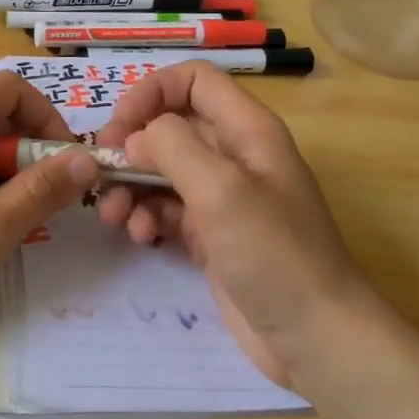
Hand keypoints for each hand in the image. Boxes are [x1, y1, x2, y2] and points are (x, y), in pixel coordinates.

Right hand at [96, 62, 388, 386]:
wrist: (315, 337)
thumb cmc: (273, 254)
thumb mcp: (222, 190)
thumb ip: (174, 147)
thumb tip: (136, 137)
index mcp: (247, 130)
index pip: (193, 81)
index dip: (152, 92)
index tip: (120, 126)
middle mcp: (234, 154)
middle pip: (171, 126)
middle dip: (132, 145)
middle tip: (103, 172)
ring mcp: (222, 196)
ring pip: (162, 170)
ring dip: (131, 186)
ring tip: (113, 216)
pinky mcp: (211, 233)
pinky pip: (166, 208)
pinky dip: (146, 216)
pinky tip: (140, 237)